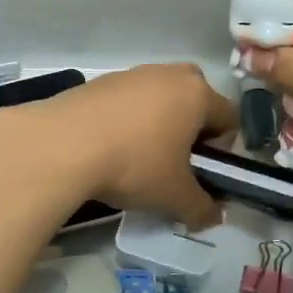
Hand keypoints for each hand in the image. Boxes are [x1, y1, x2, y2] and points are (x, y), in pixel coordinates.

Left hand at [0, 63, 235, 227]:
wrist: (62, 145)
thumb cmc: (133, 165)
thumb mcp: (173, 196)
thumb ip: (201, 208)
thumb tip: (213, 218)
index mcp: (197, 94)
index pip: (230, 117)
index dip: (223, 149)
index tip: (202, 173)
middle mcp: (167, 74)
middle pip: (193, 99)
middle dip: (190, 128)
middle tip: (173, 161)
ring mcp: (130, 74)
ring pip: (156, 98)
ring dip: (155, 123)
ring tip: (135, 158)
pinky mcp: (97, 82)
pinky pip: (124, 101)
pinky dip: (124, 120)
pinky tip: (107, 147)